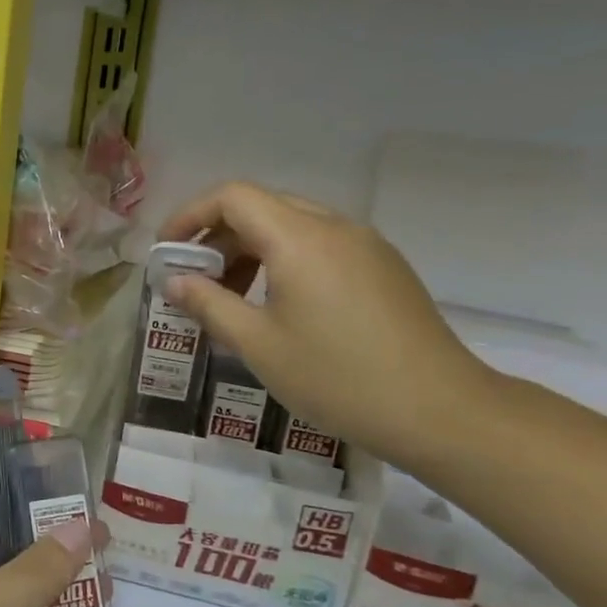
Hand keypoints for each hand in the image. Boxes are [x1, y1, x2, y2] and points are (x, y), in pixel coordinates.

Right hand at [158, 181, 492, 468]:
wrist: (439, 410)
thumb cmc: (336, 377)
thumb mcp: (258, 344)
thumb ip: (209, 304)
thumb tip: (174, 281)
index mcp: (299, 238)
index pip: (232, 197)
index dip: (190, 216)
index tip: (167, 252)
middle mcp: (335, 227)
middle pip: (262, 207)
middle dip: (218, 236)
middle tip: (194, 279)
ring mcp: (366, 245)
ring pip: (293, 226)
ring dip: (251, 250)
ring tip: (232, 298)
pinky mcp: (384, 268)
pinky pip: (321, 246)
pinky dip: (285, 261)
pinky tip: (279, 306)